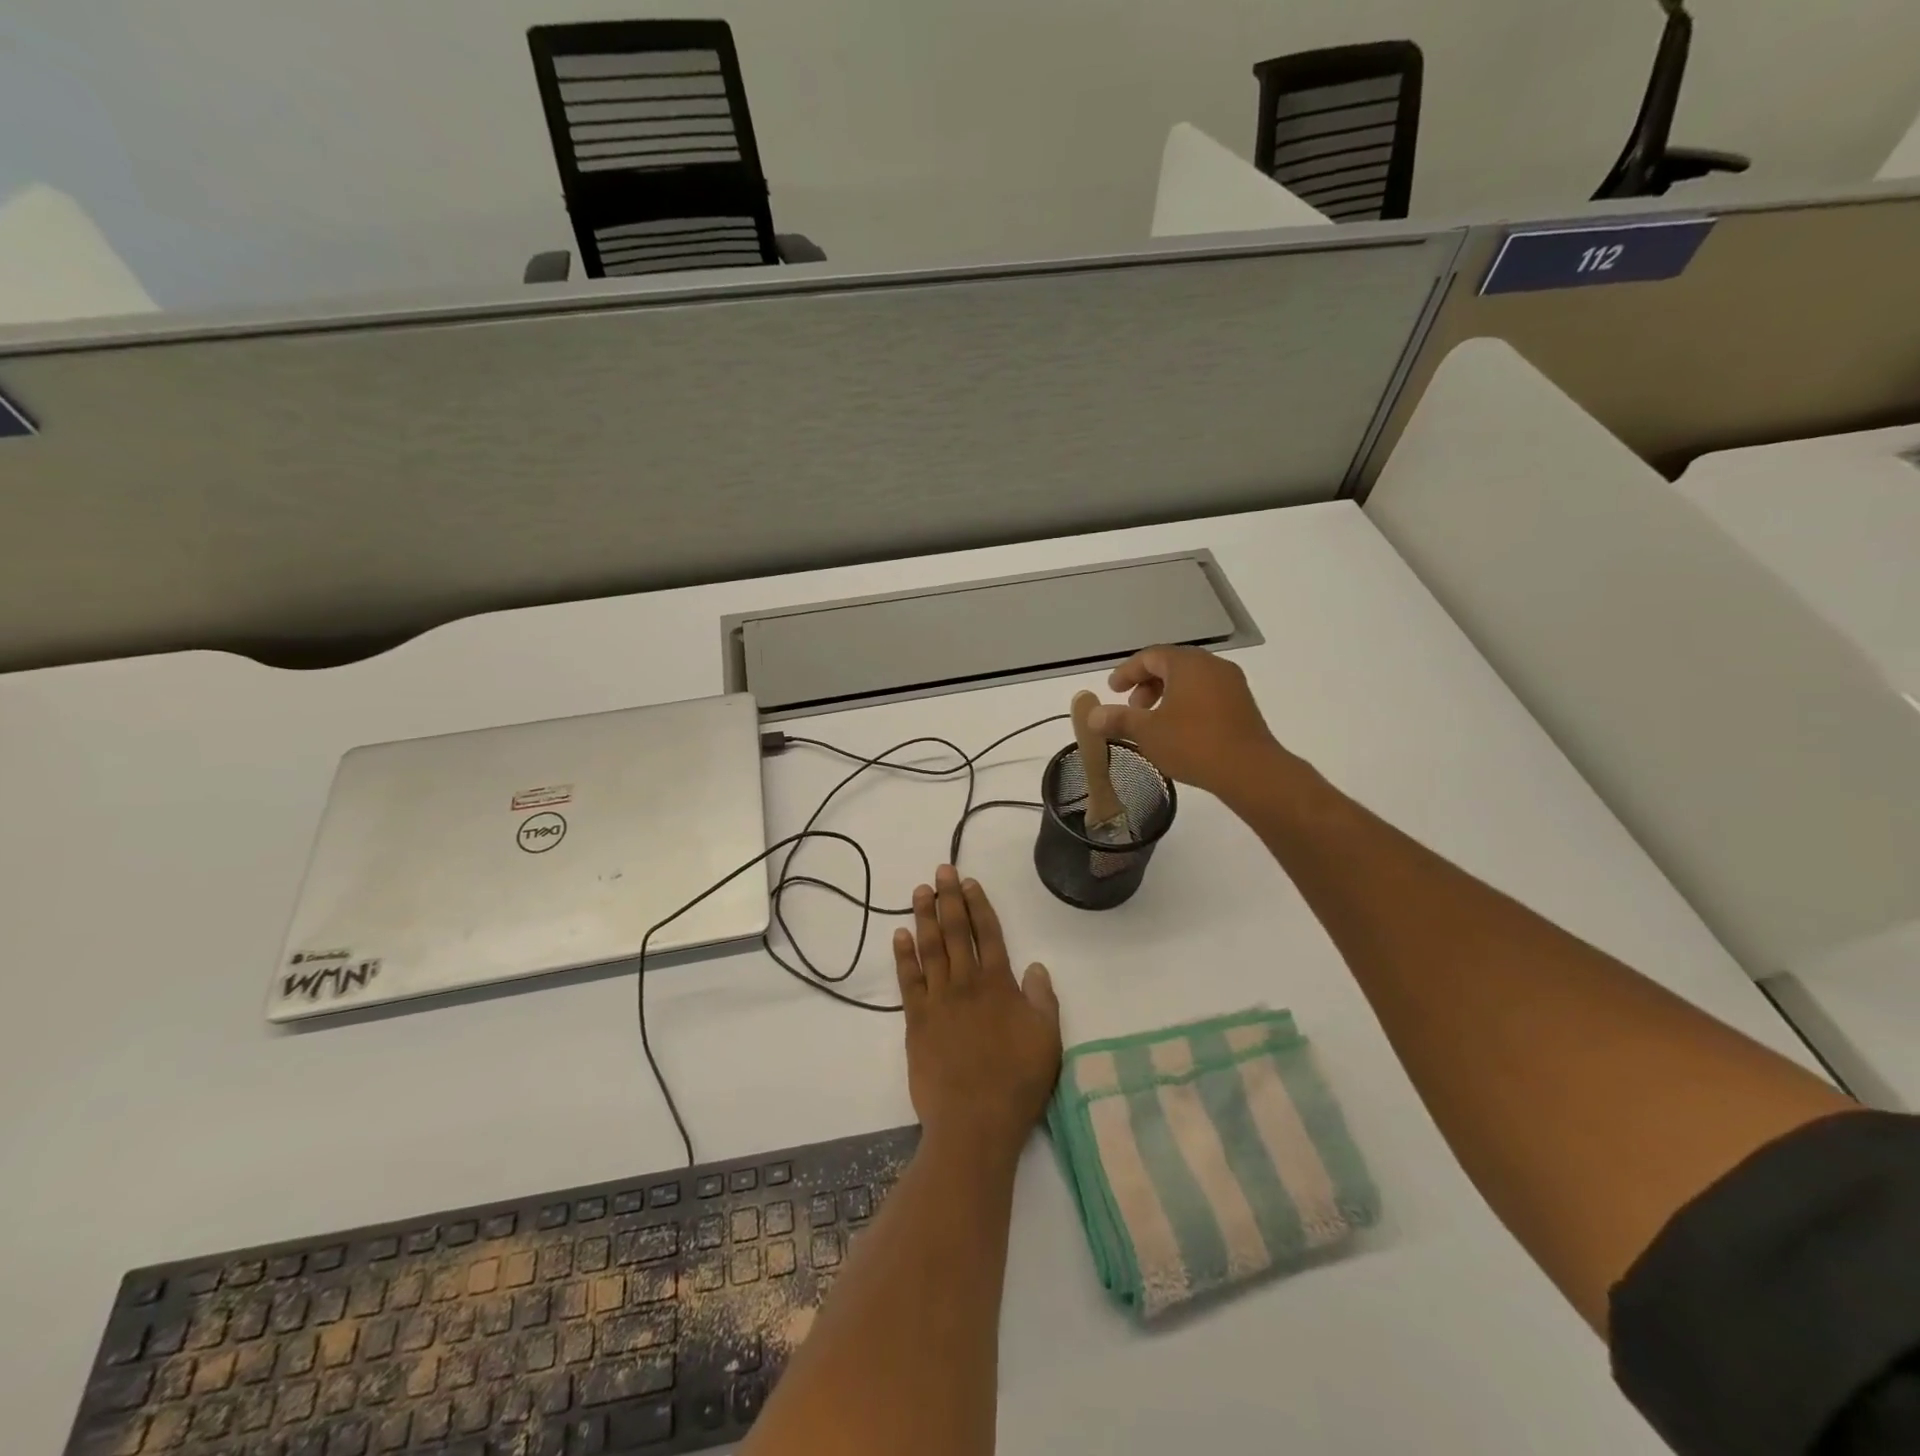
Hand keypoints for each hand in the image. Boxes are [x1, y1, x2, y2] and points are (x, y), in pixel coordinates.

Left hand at [894, 866, 1061, 1154]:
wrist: (974, 1122)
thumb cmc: (1017, 1082)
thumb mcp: (1047, 1040)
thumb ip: (1042, 1000)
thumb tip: (1035, 966)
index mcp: (998, 985)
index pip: (989, 934)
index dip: (979, 906)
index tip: (969, 883)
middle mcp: (966, 983)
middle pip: (956, 931)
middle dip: (949, 898)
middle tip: (941, 871)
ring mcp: (938, 1000)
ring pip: (930, 948)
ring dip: (924, 917)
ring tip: (919, 891)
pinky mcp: (916, 1020)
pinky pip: (908, 980)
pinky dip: (903, 955)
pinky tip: (899, 936)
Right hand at [1087, 645, 1284, 799]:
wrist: (1250, 770)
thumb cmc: (1193, 743)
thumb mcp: (1147, 732)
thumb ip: (1118, 720)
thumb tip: (1092, 715)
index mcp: (1187, 663)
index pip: (1150, 656)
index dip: (1127, 672)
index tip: (1112, 690)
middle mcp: (1212, 665)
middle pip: (1172, 665)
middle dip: (1147, 684)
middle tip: (1132, 708)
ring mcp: (1232, 684)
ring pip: (1191, 680)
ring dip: (1167, 695)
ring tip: (1153, 723)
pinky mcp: (1243, 705)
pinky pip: (1207, 694)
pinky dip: (1187, 704)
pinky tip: (1179, 731)